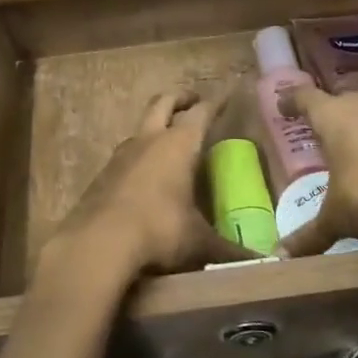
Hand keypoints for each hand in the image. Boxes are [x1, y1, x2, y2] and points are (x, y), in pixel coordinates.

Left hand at [36, 91, 255, 305]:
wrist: (98, 244)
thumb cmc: (158, 231)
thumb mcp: (198, 242)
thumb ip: (228, 248)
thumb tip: (259, 261)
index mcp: (179, 145)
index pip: (201, 112)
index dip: (215, 103)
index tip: (226, 96)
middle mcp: (149, 140)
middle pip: (163, 102)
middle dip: (180, 97)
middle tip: (193, 100)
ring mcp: (121, 155)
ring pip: (140, 128)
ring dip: (155, 127)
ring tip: (168, 140)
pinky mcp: (101, 175)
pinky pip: (124, 155)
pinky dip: (138, 156)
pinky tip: (143, 177)